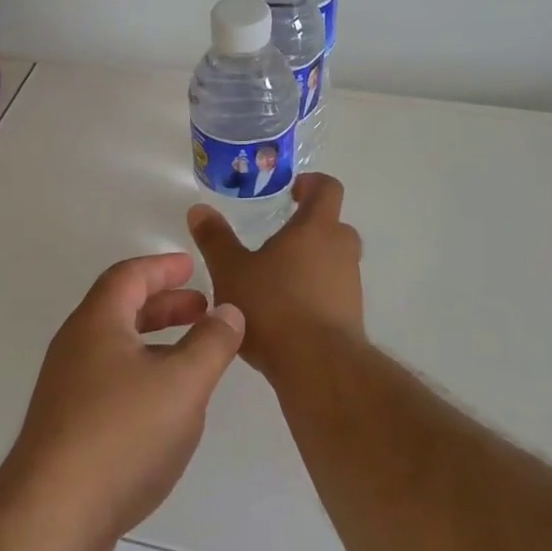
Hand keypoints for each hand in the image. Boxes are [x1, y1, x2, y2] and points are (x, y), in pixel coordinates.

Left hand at [0, 253, 244, 550]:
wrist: (53, 515)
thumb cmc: (122, 434)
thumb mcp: (183, 383)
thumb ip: (212, 343)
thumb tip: (229, 310)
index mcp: (97, 323)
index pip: (129, 276)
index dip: (163, 267)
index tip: (192, 266)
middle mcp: (75, 347)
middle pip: (120, 309)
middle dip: (163, 305)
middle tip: (201, 308)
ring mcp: (66, 388)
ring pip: (116, 348)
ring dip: (155, 341)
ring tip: (192, 355)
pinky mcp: (66, 426)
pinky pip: (110, 380)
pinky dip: (142, 373)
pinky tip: (165, 406)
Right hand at [187, 173, 363, 381]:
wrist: (318, 366)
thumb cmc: (273, 306)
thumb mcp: (231, 270)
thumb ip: (215, 239)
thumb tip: (199, 210)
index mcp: (316, 228)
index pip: (327, 188)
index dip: (311, 184)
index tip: (292, 191)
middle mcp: (341, 249)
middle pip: (332, 225)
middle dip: (308, 227)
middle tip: (278, 237)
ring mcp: (351, 283)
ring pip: (334, 259)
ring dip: (312, 262)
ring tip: (276, 278)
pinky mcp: (352, 314)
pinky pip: (334, 290)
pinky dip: (316, 292)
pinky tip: (287, 312)